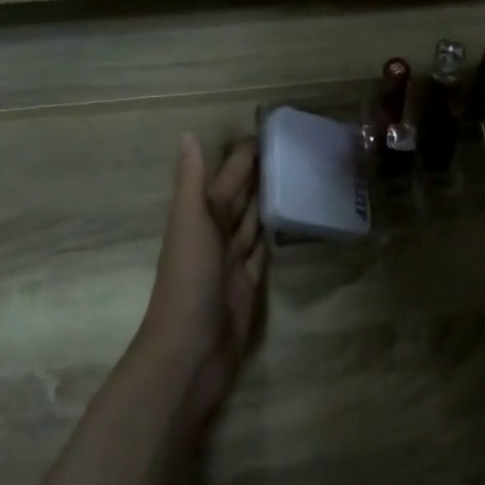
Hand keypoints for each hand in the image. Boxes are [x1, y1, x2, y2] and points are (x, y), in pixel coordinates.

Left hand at [134, 132, 267, 420]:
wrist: (189, 354)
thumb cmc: (188, 282)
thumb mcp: (188, 224)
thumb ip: (192, 182)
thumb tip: (187, 134)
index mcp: (200, 218)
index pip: (225, 179)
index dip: (242, 157)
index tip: (267, 129)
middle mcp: (216, 237)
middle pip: (239, 200)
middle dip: (258, 175)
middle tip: (291, 149)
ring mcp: (232, 265)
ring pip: (253, 225)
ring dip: (269, 203)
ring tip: (297, 178)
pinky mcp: (248, 289)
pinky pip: (262, 256)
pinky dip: (273, 239)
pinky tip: (290, 225)